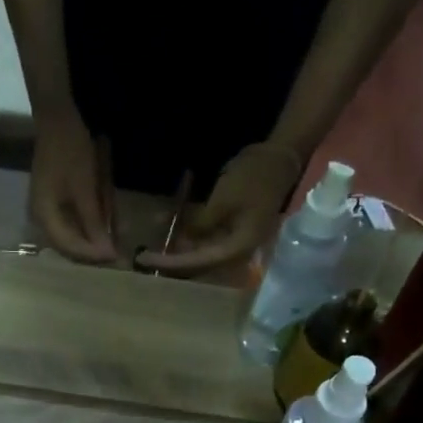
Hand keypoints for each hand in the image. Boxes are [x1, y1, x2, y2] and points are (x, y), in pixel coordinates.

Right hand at [29, 108, 115, 262]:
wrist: (57, 118)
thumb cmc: (71, 151)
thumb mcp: (85, 189)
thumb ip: (94, 223)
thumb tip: (105, 253)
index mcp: (44, 216)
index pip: (69, 247)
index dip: (92, 254)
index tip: (114, 258)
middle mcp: (41, 219)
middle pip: (68, 246)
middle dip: (92, 251)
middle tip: (116, 256)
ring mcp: (46, 211)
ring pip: (71, 237)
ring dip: (91, 241)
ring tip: (113, 245)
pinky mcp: (54, 202)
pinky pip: (71, 224)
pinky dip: (88, 227)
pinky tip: (103, 228)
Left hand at [137, 143, 305, 277]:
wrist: (279, 157)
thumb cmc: (253, 178)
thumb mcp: (222, 201)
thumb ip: (201, 225)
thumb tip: (183, 241)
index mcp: (237, 249)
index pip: (198, 263)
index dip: (171, 263)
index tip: (146, 259)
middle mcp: (236, 253)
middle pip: (199, 265)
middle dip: (172, 263)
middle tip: (144, 259)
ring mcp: (234, 242)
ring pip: (201, 254)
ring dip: (178, 252)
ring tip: (152, 250)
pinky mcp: (231, 231)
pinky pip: (206, 241)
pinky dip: (188, 238)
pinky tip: (170, 233)